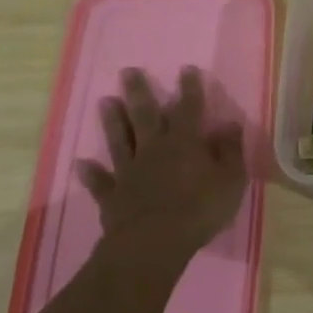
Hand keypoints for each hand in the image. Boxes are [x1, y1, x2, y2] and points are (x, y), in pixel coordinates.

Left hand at [77, 67, 246, 266]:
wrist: (154, 243)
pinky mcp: (113, 195)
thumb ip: (230, 150)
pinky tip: (82, 163)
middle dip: (139, 92)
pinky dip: (91, 173)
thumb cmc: (199, 209)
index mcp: (185, 142)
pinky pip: (101, 182)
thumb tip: (229, 124)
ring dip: (112, 121)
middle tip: (128, 71)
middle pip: (145, 115)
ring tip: (105, 101)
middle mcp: (154, 149)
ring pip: (120, 140)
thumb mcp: (230, 179)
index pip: (189, 108)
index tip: (186, 69)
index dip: (189, 88)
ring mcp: (130, 171)